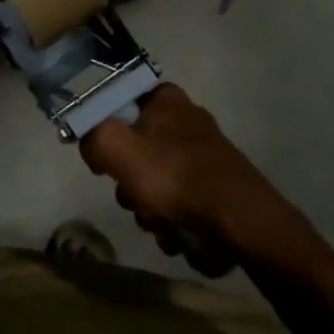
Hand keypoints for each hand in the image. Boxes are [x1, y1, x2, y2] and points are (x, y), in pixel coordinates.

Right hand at [80, 83, 283, 264]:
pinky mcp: (215, 186)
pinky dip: (172, 221)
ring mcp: (203, 155)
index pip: (119, 106)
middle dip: (129, 185)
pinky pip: (178, 202)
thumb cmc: (176, 176)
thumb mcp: (117, 147)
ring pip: (155, 181)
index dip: (106, 134)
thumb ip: (92, 136)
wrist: (242, 222)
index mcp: (164, 98)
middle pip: (135, 150)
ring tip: (160, 225)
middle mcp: (185, 120)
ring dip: (149, 209)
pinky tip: (177, 234)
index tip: (106, 161)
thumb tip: (91, 145)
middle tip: (135, 198)